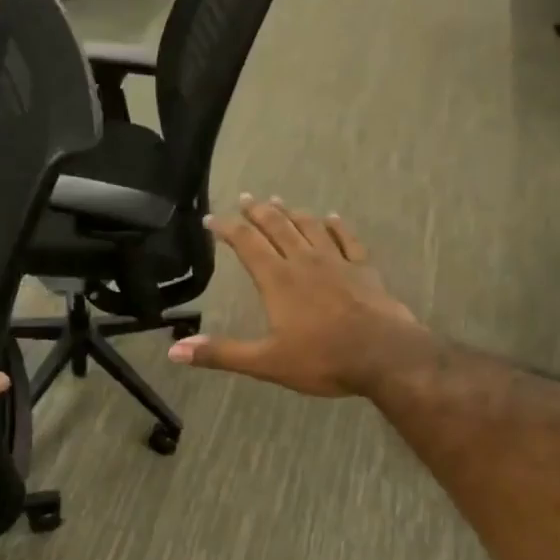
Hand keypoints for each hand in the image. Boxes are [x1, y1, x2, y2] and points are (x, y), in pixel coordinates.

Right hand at [167, 196, 428, 397]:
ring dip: (292, 212)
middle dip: (258, 211)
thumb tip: (174, 351)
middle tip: (246, 198)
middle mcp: (304, 262)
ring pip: (309, 227)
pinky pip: (347, 239)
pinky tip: (331, 217)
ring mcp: (337, 262)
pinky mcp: (364, 270)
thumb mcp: (265, 362)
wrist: (384, 356)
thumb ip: (221, 353)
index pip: (247, 243)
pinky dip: (336, 226)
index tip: (212, 218)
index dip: (227, 228)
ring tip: (280, 201)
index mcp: (278, 280)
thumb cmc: (322, 360)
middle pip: (277, 226)